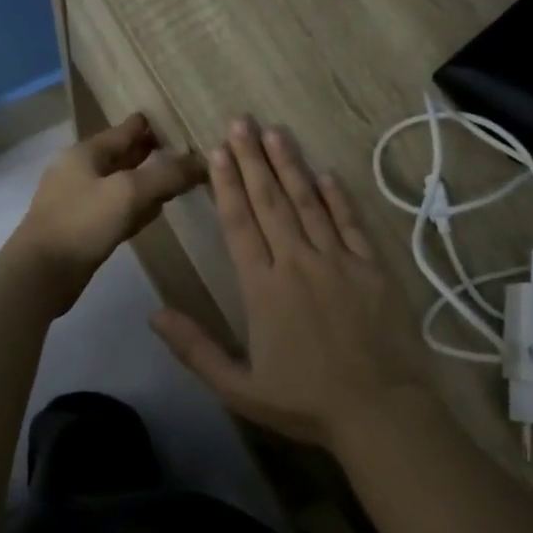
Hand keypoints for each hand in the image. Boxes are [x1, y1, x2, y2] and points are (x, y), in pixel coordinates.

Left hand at [7, 113, 202, 310]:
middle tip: (179, 149)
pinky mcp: (81, 229)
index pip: (123, 131)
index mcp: (85, 153)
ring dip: (143, 181)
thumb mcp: (129, 193)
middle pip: (120, 156)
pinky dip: (134, 206)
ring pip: (119, 184)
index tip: (172, 119)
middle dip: (147, 152)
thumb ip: (166, 175)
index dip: (147, 125)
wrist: (41, 273)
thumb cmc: (82, 223)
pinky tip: (152, 211)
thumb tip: (201, 161)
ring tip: (172, 179)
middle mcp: (79, 172)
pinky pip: (116, 209)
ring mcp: (78, 201)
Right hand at [150, 119, 437, 451]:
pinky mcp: (371, 268)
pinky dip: (337, 197)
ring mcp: (338, 261)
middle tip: (241, 122)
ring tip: (276, 133)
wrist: (378, 410)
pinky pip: (350, 223)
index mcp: (263, 287)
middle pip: (271, 202)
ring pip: (309, 203)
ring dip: (290, 166)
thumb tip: (154, 315)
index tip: (217, 151)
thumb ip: (195, 349)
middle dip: (253, 160)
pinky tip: (326, 174)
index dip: (226, 185)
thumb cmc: (304, 401)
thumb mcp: (238, 387)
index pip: (239, 224)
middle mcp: (298, 263)